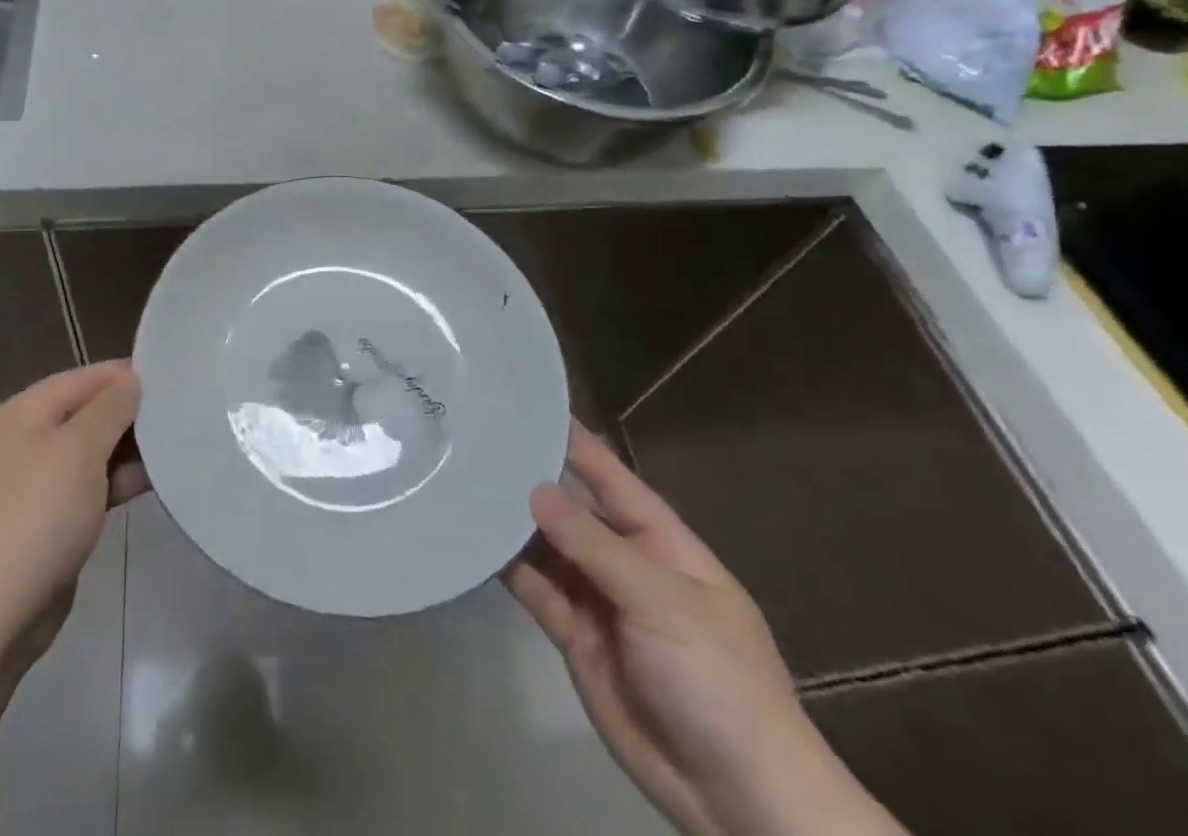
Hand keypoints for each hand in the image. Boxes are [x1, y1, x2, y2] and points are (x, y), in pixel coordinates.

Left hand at [0, 362, 148, 663]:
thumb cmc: (39, 514)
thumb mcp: (80, 448)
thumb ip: (111, 407)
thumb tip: (132, 380)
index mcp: (23, 412)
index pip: (83, 378)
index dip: (126, 375)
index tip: (172, 378)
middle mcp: (25, 439)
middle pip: (87, 412)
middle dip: (130, 414)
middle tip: (181, 412)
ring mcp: (35, 482)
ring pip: (91, 451)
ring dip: (128, 450)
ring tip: (177, 445)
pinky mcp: (48, 518)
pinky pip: (89, 485)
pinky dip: (117, 481)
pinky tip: (154, 481)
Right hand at [504, 427, 880, 835]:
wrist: (738, 798)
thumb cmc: (717, 679)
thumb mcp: (662, 601)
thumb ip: (594, 545)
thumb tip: (535, 489)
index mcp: (661, 542)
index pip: (611, 477)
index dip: (575, 442)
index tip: (529, 405)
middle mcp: (625, 561)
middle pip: (571, 510)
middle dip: (530, 480)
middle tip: (475, 442)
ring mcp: (598, 599)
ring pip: (546, 547)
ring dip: (512, 523)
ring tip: (463, 483)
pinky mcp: (574, 634)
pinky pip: (536, 589)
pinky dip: (507, 568)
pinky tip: (473, 541)